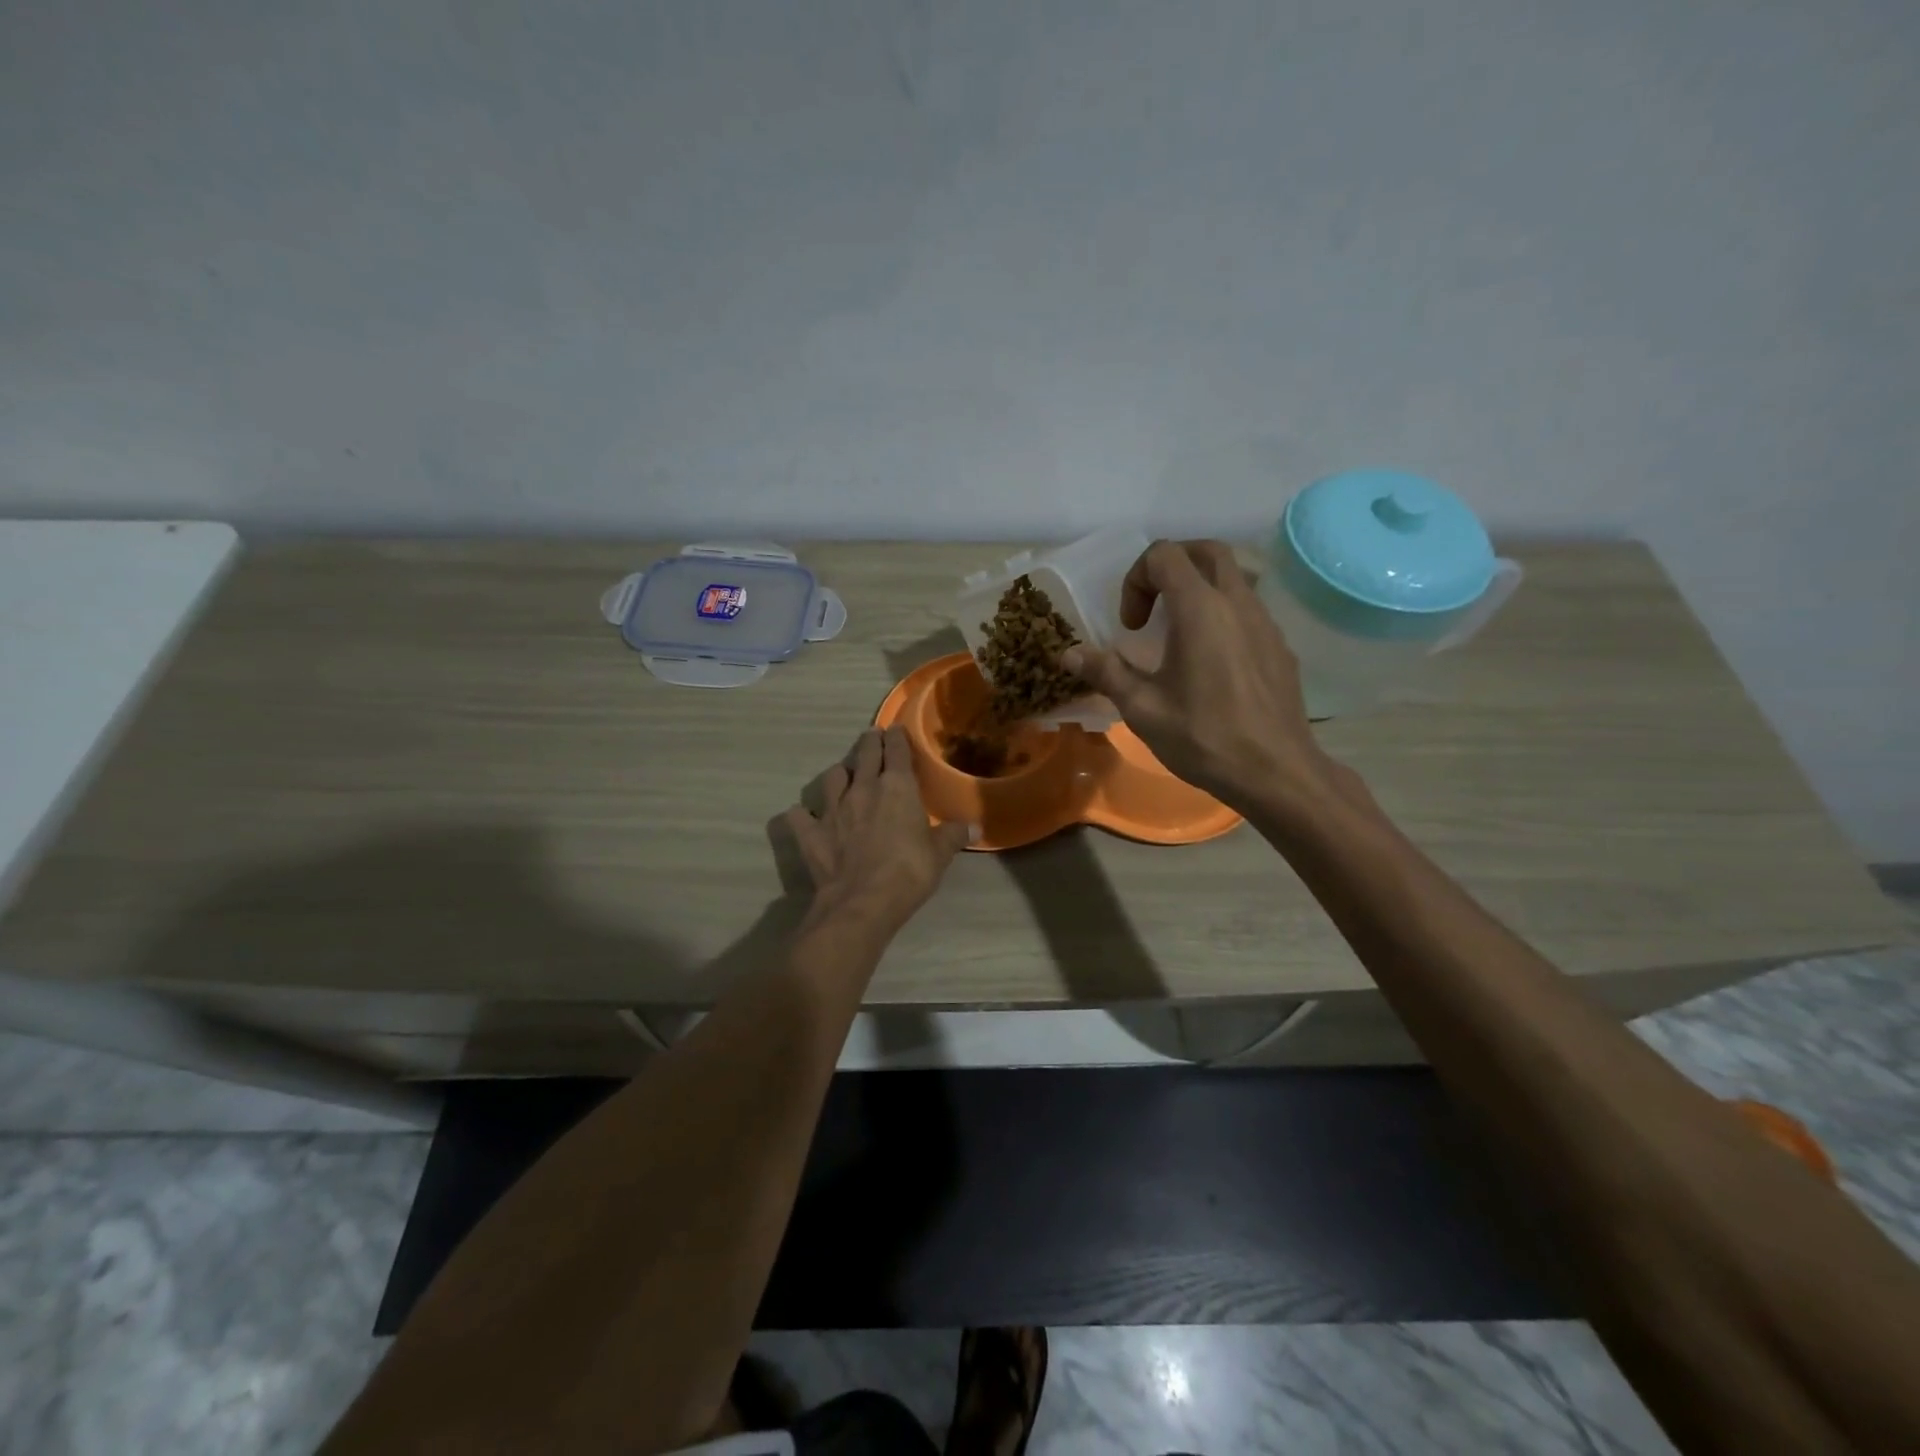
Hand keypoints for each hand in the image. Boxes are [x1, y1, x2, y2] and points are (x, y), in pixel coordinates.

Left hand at [783, 727, 972, 936]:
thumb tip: (976, 827)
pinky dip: (803, 814)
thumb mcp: (940, 854)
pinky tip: (805, 817)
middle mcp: (862, 787)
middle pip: (864, 753)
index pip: (896, 750)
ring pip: (832, 776)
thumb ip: (955, 835)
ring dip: (840, 774)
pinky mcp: (810, 831)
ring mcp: (832, 808)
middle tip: (872, 737)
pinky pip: (800, 815)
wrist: (862, 902)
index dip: (897, 737)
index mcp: (897, 786)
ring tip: (844, 777)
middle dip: (870, 742)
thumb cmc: (909, 872)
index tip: (896, 730)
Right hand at [1062, 540, 1333, 811]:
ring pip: (1234, 577)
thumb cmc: (1204, 738)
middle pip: (1207, 550)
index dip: (1137, 580)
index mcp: (1200, 610)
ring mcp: (1266, 623)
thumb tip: (1068, 654)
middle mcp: (1238, 603)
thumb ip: (1105, 673)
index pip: (1165, 555)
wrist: (1276, 773)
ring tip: (1179, 635)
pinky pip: (1249, 610)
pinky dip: (1223, 615)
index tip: (1132, 626)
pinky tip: (1211, 663)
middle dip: (1172, 565)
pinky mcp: (1280, 646)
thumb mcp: (1143, 708)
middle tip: (1154, 605)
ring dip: (1200, 589)